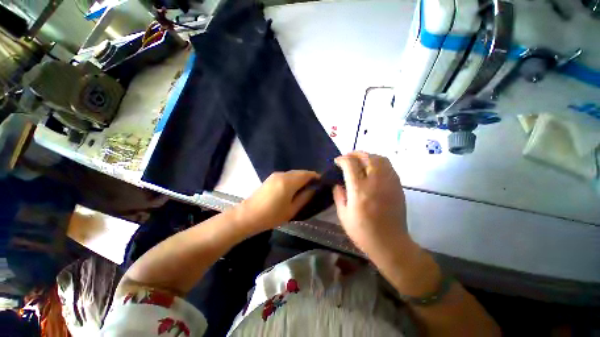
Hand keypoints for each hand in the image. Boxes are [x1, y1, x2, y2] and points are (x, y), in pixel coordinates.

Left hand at [236, 170, 318, 232]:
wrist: (248, 215)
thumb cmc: (271, 215)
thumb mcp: (291, 210)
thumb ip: (304, 197)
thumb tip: (313, 189)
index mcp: (289, 182)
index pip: (307, 174)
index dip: (316, 177)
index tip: (322, 183)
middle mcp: (283, 174)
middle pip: (300, 172)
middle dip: (309, 177)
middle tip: (315, 186)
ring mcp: (276, 175)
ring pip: (293, 173)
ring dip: (301, 177)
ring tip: (305, 188)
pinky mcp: (271, 177)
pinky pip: (287, 175)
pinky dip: (294, 178)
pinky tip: (294, 187)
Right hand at [333, 152, 413, 261]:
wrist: (390, 243)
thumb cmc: (363, 232)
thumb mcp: (343, 215)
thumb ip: (338, 195)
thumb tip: (337, 184)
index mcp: (359, 190)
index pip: (350, 164)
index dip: (342, 159)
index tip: (337, 161)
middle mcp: (375, 182)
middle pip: (367, 157)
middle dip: (355, 153)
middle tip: (348, 157)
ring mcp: (389, 183)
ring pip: (380, 158)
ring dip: (368, 156)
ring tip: (360, 160)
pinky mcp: (398, 186)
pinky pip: (388, 166)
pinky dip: (378, 162)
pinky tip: (372, 169)